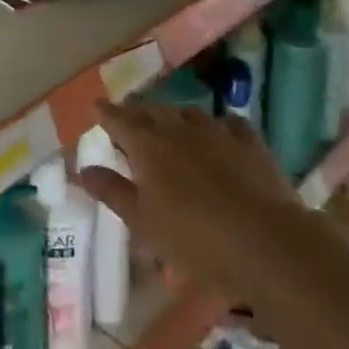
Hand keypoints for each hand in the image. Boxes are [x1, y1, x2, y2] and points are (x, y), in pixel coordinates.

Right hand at [74, 102, 298, 297]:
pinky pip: (228, 123)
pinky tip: (220, 130)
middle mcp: (178, 129)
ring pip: (188, 112)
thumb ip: (112, 191)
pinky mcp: (249, 144)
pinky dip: (217, 123)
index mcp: (147, 146)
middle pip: (152, 111)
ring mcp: (216, 132)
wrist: (267, 242)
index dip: (105, 113)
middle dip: (137, 111)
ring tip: (169, 121)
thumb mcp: (143, 222)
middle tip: (128, 115)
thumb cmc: (194, 238)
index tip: (95, 106)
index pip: (119, 120)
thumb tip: (82, 168)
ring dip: (173, 114)